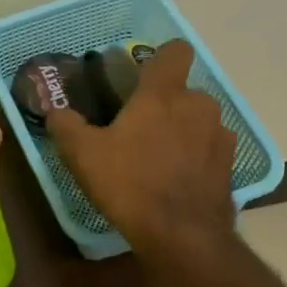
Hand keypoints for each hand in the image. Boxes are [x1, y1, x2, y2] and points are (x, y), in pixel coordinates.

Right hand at [45, 40, 235, 253]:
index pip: (174, 51)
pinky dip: (194, 157)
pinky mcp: (231, 165)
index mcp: (163, 94)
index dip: (160, 57)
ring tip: (156, 159)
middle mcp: (199, 105)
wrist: (182, 236)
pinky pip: (209, 149)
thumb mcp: (83, 155)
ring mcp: (220, 135)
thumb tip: (56, 111)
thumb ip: (66, 126)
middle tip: (136, 130)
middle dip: (163, 105)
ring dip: (181, 131)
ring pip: (197, 121)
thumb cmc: (129, 184)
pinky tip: (175, 181)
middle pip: (182, 92)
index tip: (141, 76)